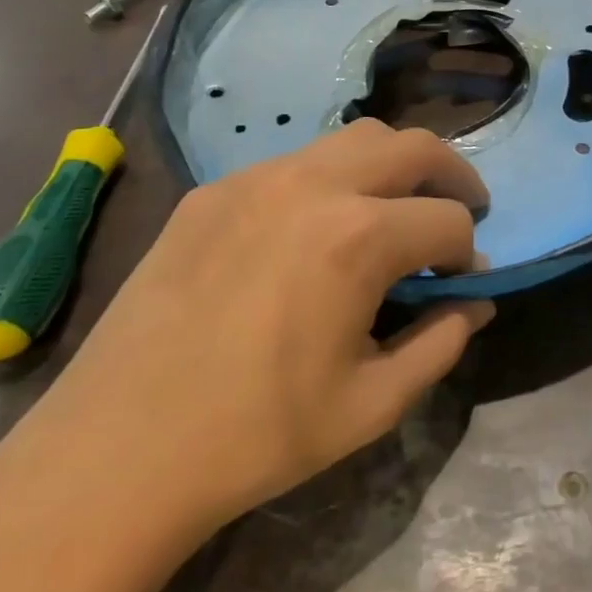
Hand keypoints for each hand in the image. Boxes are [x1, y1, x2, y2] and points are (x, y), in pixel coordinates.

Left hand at [0, 119, 494, 580]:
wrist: (116, 453)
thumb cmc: (257, 435)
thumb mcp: (372, 404)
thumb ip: (441, 343)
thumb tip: (475, 302)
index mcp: (359, 237)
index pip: (448, 220)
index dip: (468, 254)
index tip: (461, 284)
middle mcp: (313, 185)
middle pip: (412, 146)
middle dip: (452, 174)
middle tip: (462, 208)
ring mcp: (256, 179)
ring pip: (353, 138)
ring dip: (392, 166)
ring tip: (395, 208)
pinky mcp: (213, 191)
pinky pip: (294, 163)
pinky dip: (331, 180)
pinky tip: (316, 230)